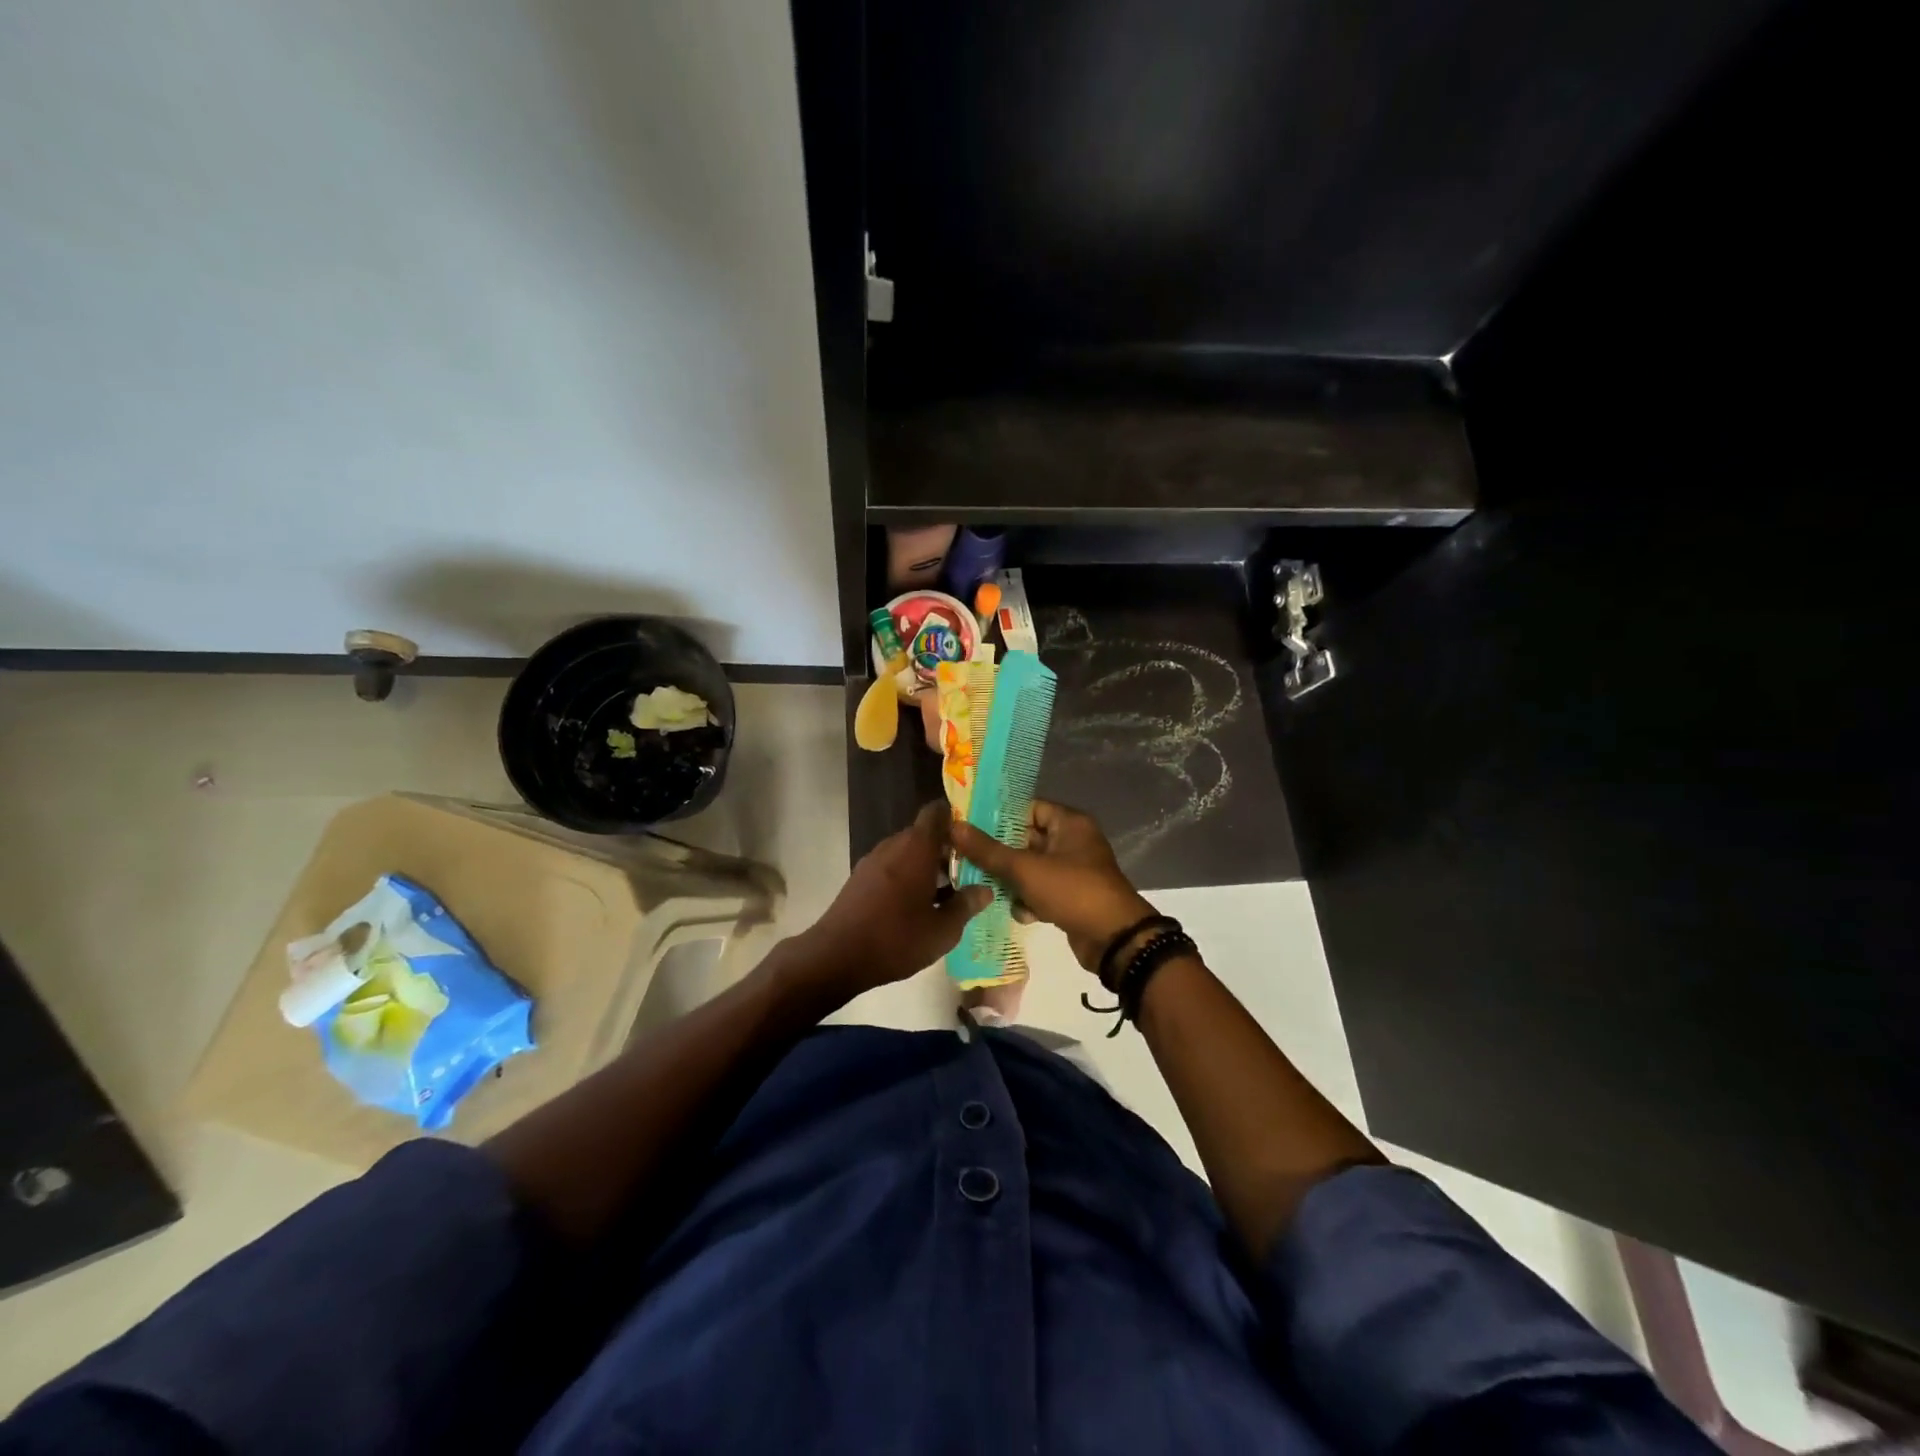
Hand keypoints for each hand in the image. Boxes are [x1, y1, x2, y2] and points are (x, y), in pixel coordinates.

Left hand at [790, 801, 992, 1001]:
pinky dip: (908, 877)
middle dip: (946, 849)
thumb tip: (985, 890)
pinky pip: (892, 867)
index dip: (956, 818)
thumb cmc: (896, 938)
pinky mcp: (860, 878)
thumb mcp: (942, 930)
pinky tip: (918, 906)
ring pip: (907, 852)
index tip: (974, 837)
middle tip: (969, 871)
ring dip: (927, 865)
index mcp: (917, 847)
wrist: (836, 956)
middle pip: (924, 834)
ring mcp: (873, 861)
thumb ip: (966, 906)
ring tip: (948, 892)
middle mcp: (893, 845)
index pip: (937, 812)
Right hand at [949, 801, 1153, 974]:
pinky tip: (1020, 913)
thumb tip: (954, 827)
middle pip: (1026, 839)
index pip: (1028, 808)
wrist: (1115, 939)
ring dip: (1011, 880)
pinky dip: (1029, 900)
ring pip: (1031, 868)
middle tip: (966, 858)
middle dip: (999, 853)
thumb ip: (988, 850)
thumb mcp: (1026, 869)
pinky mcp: (1071, 897)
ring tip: (985, 888)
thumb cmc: (1072, 891)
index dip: (998, 816)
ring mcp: (1073, 871)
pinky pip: (1041, 890)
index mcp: (1069, 823)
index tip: (968, 826)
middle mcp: (1073, 841)